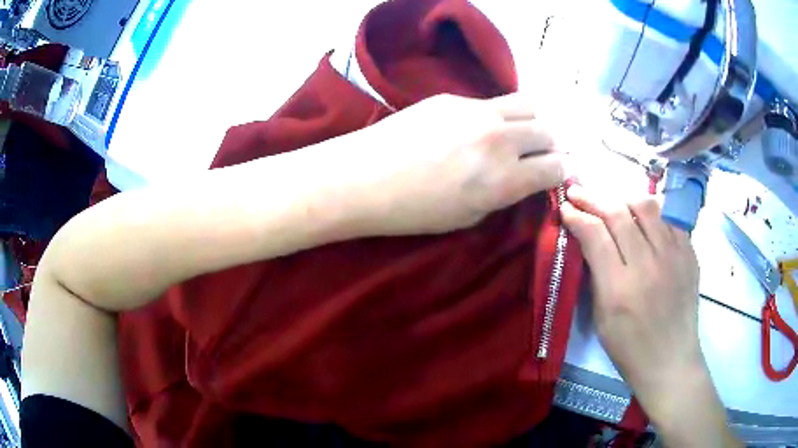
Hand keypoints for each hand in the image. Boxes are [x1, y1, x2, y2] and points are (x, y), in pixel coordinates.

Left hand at [341, 93, 566, 234]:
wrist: (363, 179)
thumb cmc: (413, 211)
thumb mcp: (468, 217)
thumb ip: (503, 194)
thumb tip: (523, 177)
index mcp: (505, 179)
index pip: (556, 167)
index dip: (561, 172)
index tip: (555, 174)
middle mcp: (500, 140)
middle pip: (548, 131)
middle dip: (551, 145)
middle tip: (539, 153)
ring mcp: (477, 112)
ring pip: (528, 105)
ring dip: (533, 120)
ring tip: (521, 133)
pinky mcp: (454, 98)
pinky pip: (492, 101)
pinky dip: (499, 114)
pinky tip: (480, 126)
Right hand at [560, 186, 738, 446]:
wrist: (671, 360)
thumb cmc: (629, 348)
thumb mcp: (601, 318)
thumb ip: (596, 275)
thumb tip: (588, 239)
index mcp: (620, 288)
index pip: (595, 235)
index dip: (577, 216)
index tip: (565, 207)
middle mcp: (648, 265)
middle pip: (619, 213)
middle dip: (593, 198)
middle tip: (578, 192)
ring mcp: (673, 255)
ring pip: (646, 206)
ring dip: (623, 198)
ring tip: (612, 203)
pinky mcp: (689, 253)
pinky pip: (669, 217)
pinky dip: (652, 211)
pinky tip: (643, 216)